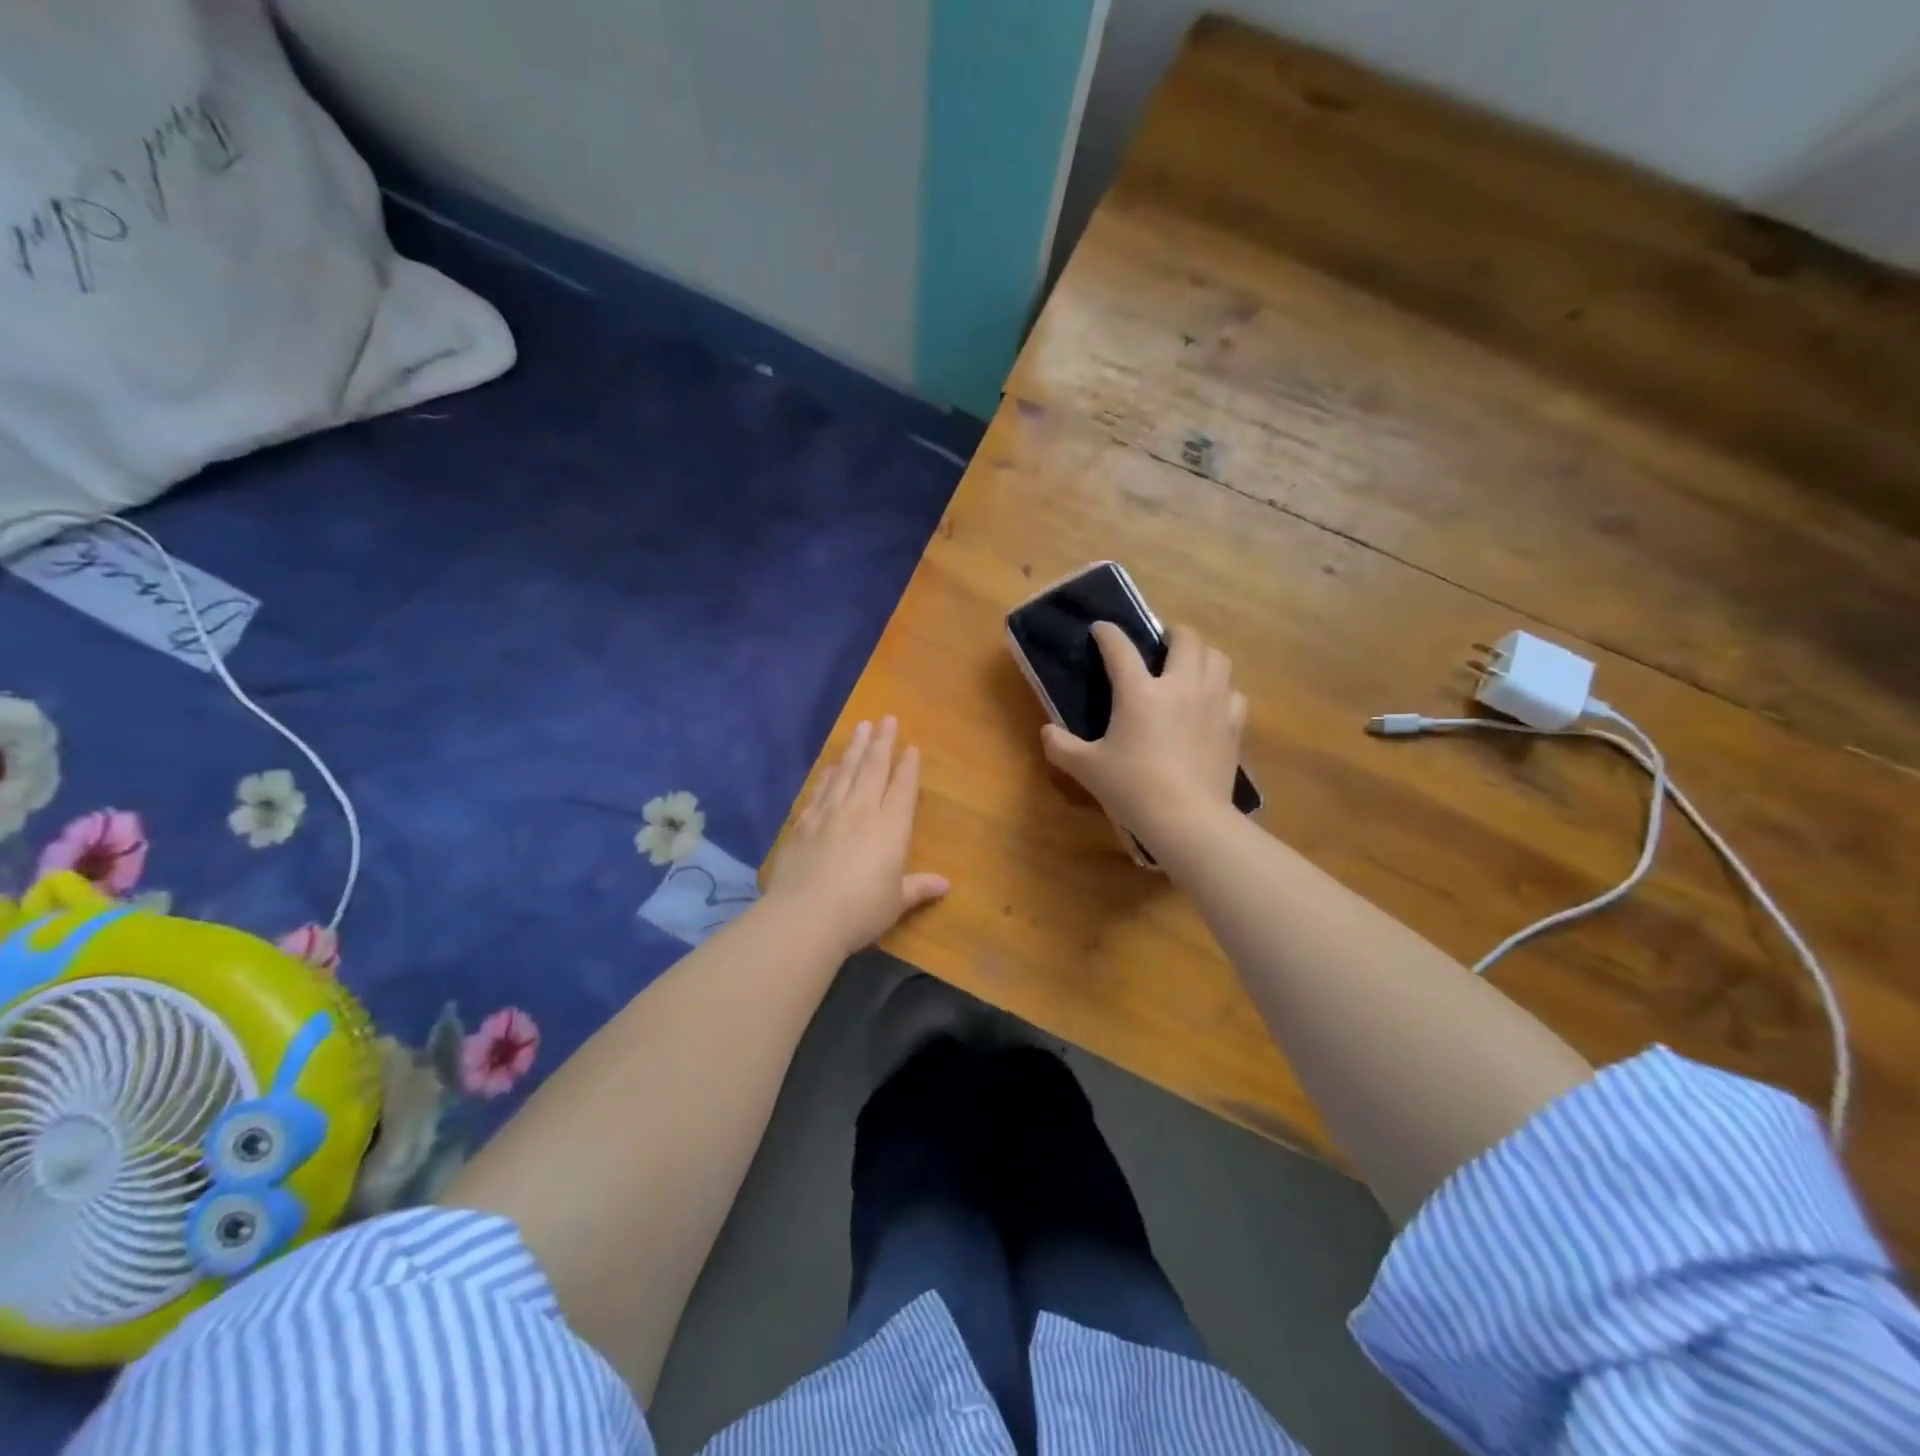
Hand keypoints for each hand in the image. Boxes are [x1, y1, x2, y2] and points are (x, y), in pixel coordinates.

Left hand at [764, 717, 949, 956]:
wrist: (805, 915)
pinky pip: (819, 791)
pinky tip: (831, 767)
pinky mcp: (803, 824)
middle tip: (886, 719)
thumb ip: (918, 887)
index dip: (908, 767)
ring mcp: (829, 814)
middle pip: (873, 769)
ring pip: (846, 772)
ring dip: (855, 749)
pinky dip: (827, 776)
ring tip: (861, 728)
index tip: (911, 747)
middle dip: (882, 743)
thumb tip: (945, 884)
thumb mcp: (896, 902)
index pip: (902, 788)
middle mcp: (861, 811)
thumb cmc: (861, 910)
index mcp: (890, 827)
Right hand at [1041, 623, 1247, 852]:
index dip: (1107, 633)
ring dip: (1201, 654)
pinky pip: (1233, 692)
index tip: (1101, 629)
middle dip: (1171, 633)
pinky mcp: (1233, 724)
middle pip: (1186, 638)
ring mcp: (1212, 702)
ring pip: (1217, 657)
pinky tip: (1210, 703)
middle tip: (1159, 645)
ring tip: (1188, 667)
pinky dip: (1222, 690)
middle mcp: (1180, 685)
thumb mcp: (1087, 768)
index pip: (1120, 648)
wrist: (1187, 818)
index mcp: (1139, 691)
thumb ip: (1062, 746)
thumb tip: (1047, 732)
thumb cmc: (1132, 788)